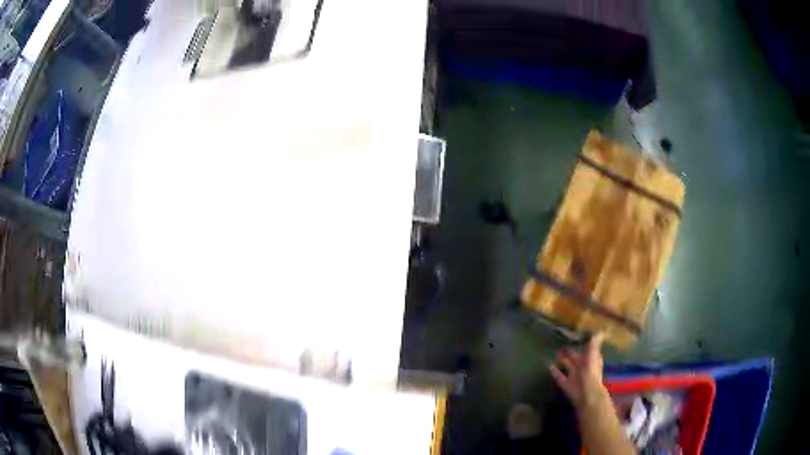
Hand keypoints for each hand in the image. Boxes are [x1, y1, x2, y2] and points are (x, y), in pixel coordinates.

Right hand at [549, 333, 607, 409]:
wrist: (586, 393)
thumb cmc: (590, 372)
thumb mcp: (593, 354)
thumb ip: (594, 343)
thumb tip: (600, 330)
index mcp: (591, 359)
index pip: (587, 349)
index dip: (583, 343)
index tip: (576, 335)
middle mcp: (583, 366)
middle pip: (576, 357)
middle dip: (570, 351)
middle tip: (560, 343)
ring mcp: (574, 375)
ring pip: (567, 365)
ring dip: (562, 360)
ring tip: (554, 352)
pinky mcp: (566, 384)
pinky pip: (559, 376)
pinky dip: (554, 371)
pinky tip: (548, 365)